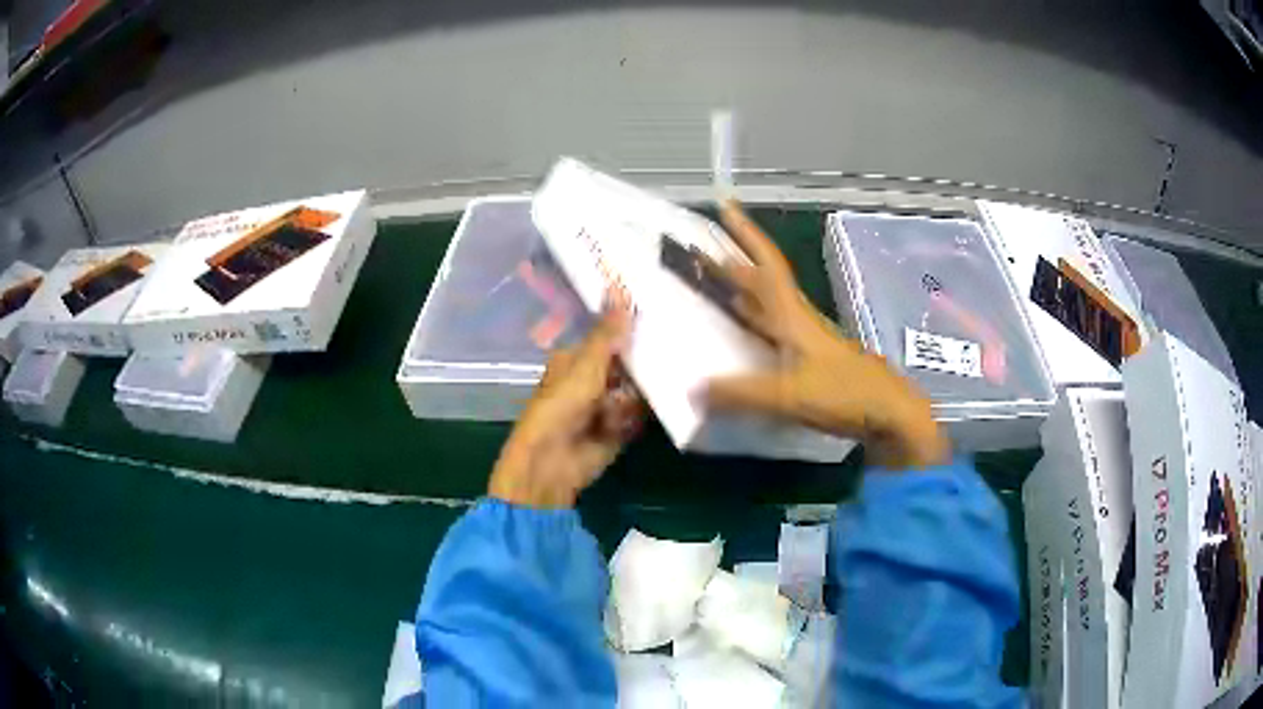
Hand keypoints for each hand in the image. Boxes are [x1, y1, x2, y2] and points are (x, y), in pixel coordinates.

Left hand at [489, 307, 645, 507]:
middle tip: (663, 358)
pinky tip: (623, 423)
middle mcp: (590, 381)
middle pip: (626, 367)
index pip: (609, 340)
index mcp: (575, 361)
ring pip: (634, 393)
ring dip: (630, 401)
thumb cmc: (562, 406)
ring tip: (618, 408)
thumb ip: (608, 332)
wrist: (552, 461)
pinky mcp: (616, 431)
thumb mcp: (587, 365)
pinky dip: (631, 420)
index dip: (630, 332)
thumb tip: (619, 287)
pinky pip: (635, 418)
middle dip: (638, 369)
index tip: (657, 320)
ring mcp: (604, 407)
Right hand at [704, 202, 950, 469]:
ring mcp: (807, 343)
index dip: (746, 234)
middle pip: (763, 283)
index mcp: (793, 318)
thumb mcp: (790, 394)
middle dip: (734, 263)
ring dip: (741, 295)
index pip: (765, 266)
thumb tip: (691, 391)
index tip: (726, 204)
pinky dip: (751, 330)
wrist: (889, 415)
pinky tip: (739, 342)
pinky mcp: (811, 365)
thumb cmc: (845, 394)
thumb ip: (741, 393)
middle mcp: (798, 322)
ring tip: (712, 288)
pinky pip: (772, 336)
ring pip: (768, 309)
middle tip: (702, 250)